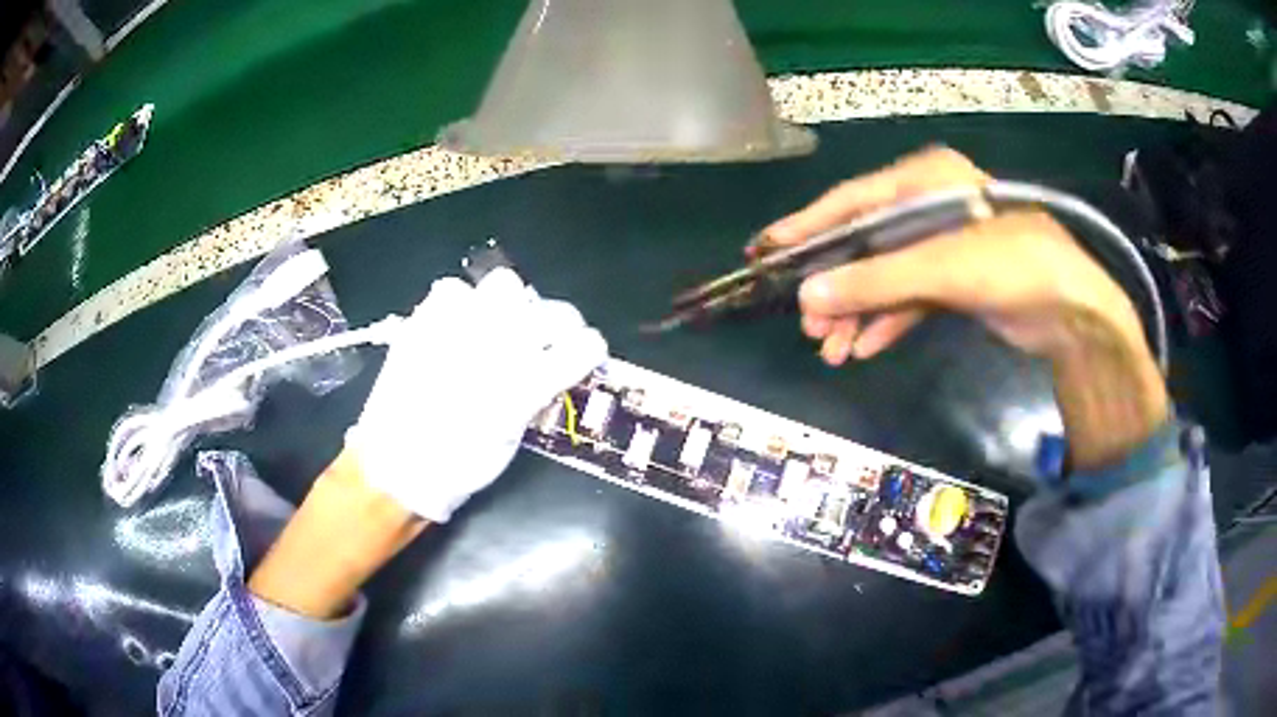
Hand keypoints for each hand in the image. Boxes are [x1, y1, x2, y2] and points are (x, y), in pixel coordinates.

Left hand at [347, 268, 607, 521]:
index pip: (580, 347)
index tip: (585, 354)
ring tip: (496, 326)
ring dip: (510, 304)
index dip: (589, 349)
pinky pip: (452, 289)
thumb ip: (536, 394)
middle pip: (552, 310)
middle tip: (545, 340)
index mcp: (523, 385)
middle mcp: (498, 348)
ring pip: (505, 283)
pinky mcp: (424, 320)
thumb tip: (551, 368)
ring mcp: (459, 327)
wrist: (396, 465)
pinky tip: (456, 326)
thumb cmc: (459, 465)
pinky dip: (460, 303)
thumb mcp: (511, 437)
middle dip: (559, 323)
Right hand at [764, 147, 1167, 469]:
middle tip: (805, 321)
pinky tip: (862, 347)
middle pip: (865, 244)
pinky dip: (885, 322)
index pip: (853, 200)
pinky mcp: (953, 280)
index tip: (766, 250)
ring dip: (857, 311)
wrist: (1073, 310)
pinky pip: (907, 298)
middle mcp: (928, 206)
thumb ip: (876, 281)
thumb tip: (809, 296)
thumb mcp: (943, 268)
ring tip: (829, 347)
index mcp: (924, 181)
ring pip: (884, 276)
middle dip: (836, 285)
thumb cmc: (1014, 265)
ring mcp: (941, 245)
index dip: (808, 226)